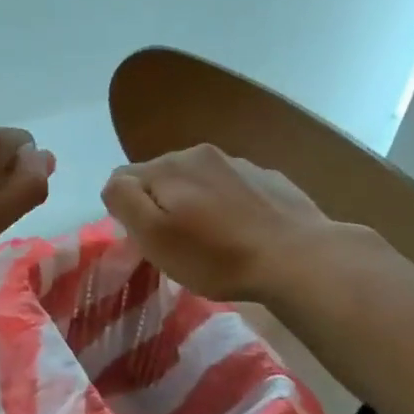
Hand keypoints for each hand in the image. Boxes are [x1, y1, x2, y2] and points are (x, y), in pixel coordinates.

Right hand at [101, 145, 333, 301]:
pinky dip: (228, 206)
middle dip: (161, 204)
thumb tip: (115, 184)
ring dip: (196, 204)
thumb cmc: (216, 255)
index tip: (145, 240)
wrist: (299, 259)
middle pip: (163, 177)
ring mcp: (240, 163)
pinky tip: (242, 233)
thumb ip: (124, 200)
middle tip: (176, 244)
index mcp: (169, 165)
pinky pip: (233, 189)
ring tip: (212, 240)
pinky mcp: (270, 179)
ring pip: (200, 181)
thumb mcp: (154, 235)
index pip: (124, 177)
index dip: (126, 210)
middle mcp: (201, 153)